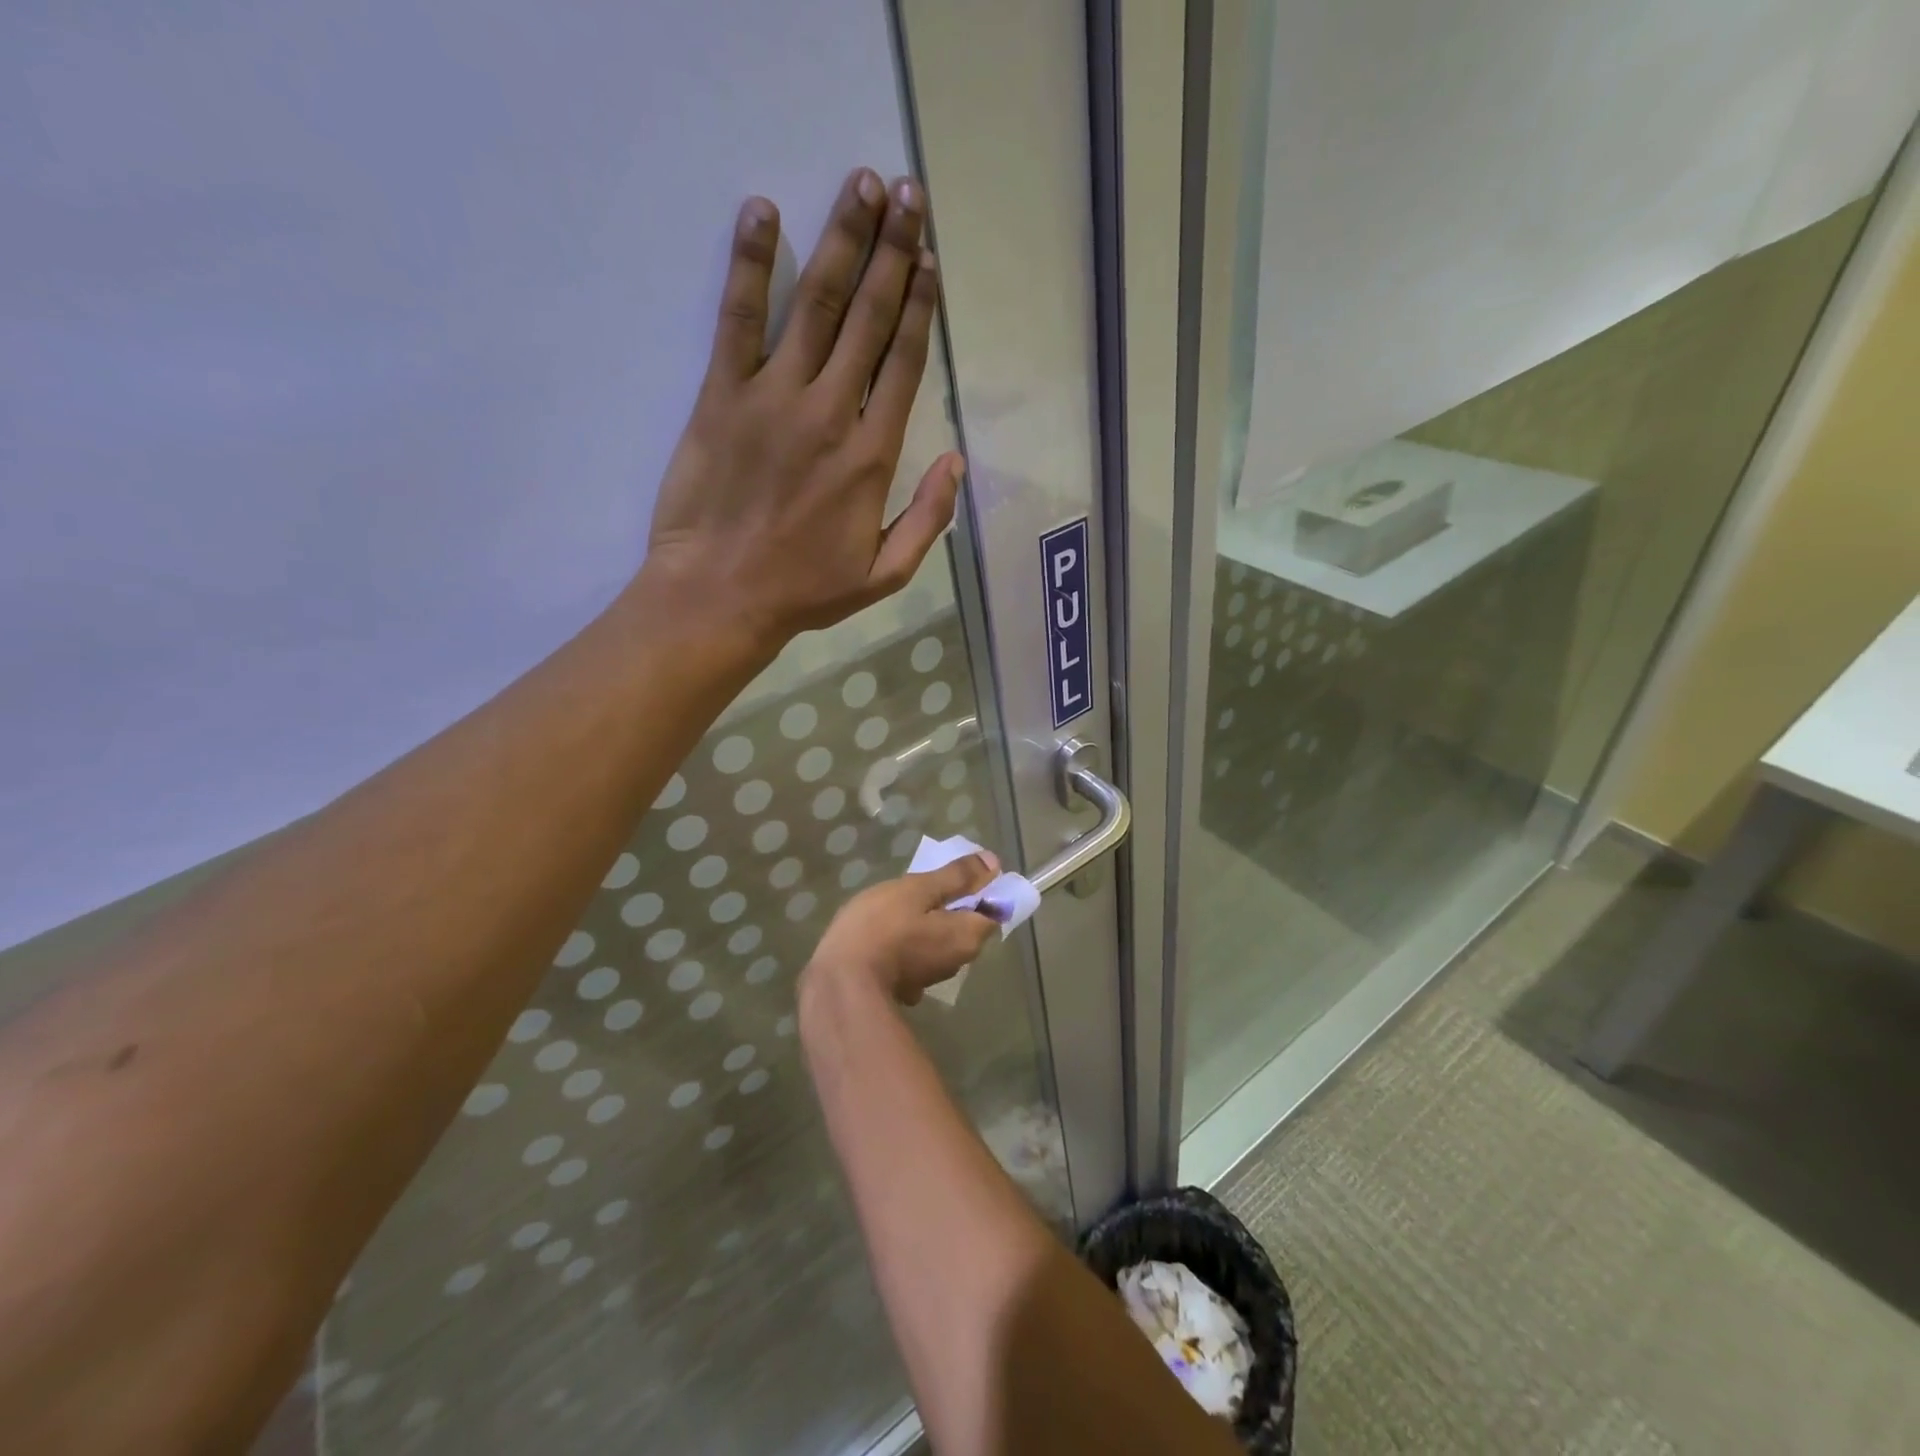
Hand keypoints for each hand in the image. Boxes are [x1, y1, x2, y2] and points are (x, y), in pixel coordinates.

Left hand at [637, 166, 964, 653]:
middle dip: (891, 252)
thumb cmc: (804, 592)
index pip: (903, 364)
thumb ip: (928, 520)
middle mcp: (830, 413)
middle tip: (906, 194)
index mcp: (872, 458)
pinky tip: (761, 212)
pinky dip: (749, 262)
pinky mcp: (721, 395)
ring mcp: (773, 398)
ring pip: (815, 305)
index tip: (929, 258)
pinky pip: (738, 318)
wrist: (719, 597)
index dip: (919, 306)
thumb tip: (956, 462)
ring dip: (840, 241)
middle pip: (867, 319)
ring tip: (861, 186)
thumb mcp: (885, 576)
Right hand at [805, 854, 1000, 1006]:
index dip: (980, 889)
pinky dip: (908, 942)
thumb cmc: (880, 928)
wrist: (838, 985)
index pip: (992, 909)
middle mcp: (958, 962)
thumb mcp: (918, 890)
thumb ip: (956, 877)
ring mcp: (930, 978)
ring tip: (898, 904)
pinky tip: (885, 931)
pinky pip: (915, 955)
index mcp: (967, 937)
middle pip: (965, 925)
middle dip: (949, 904)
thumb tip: (994, 864)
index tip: (953, 874)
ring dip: (927, 922)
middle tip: (920, 884)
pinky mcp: (905, 987)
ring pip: (939, 940)